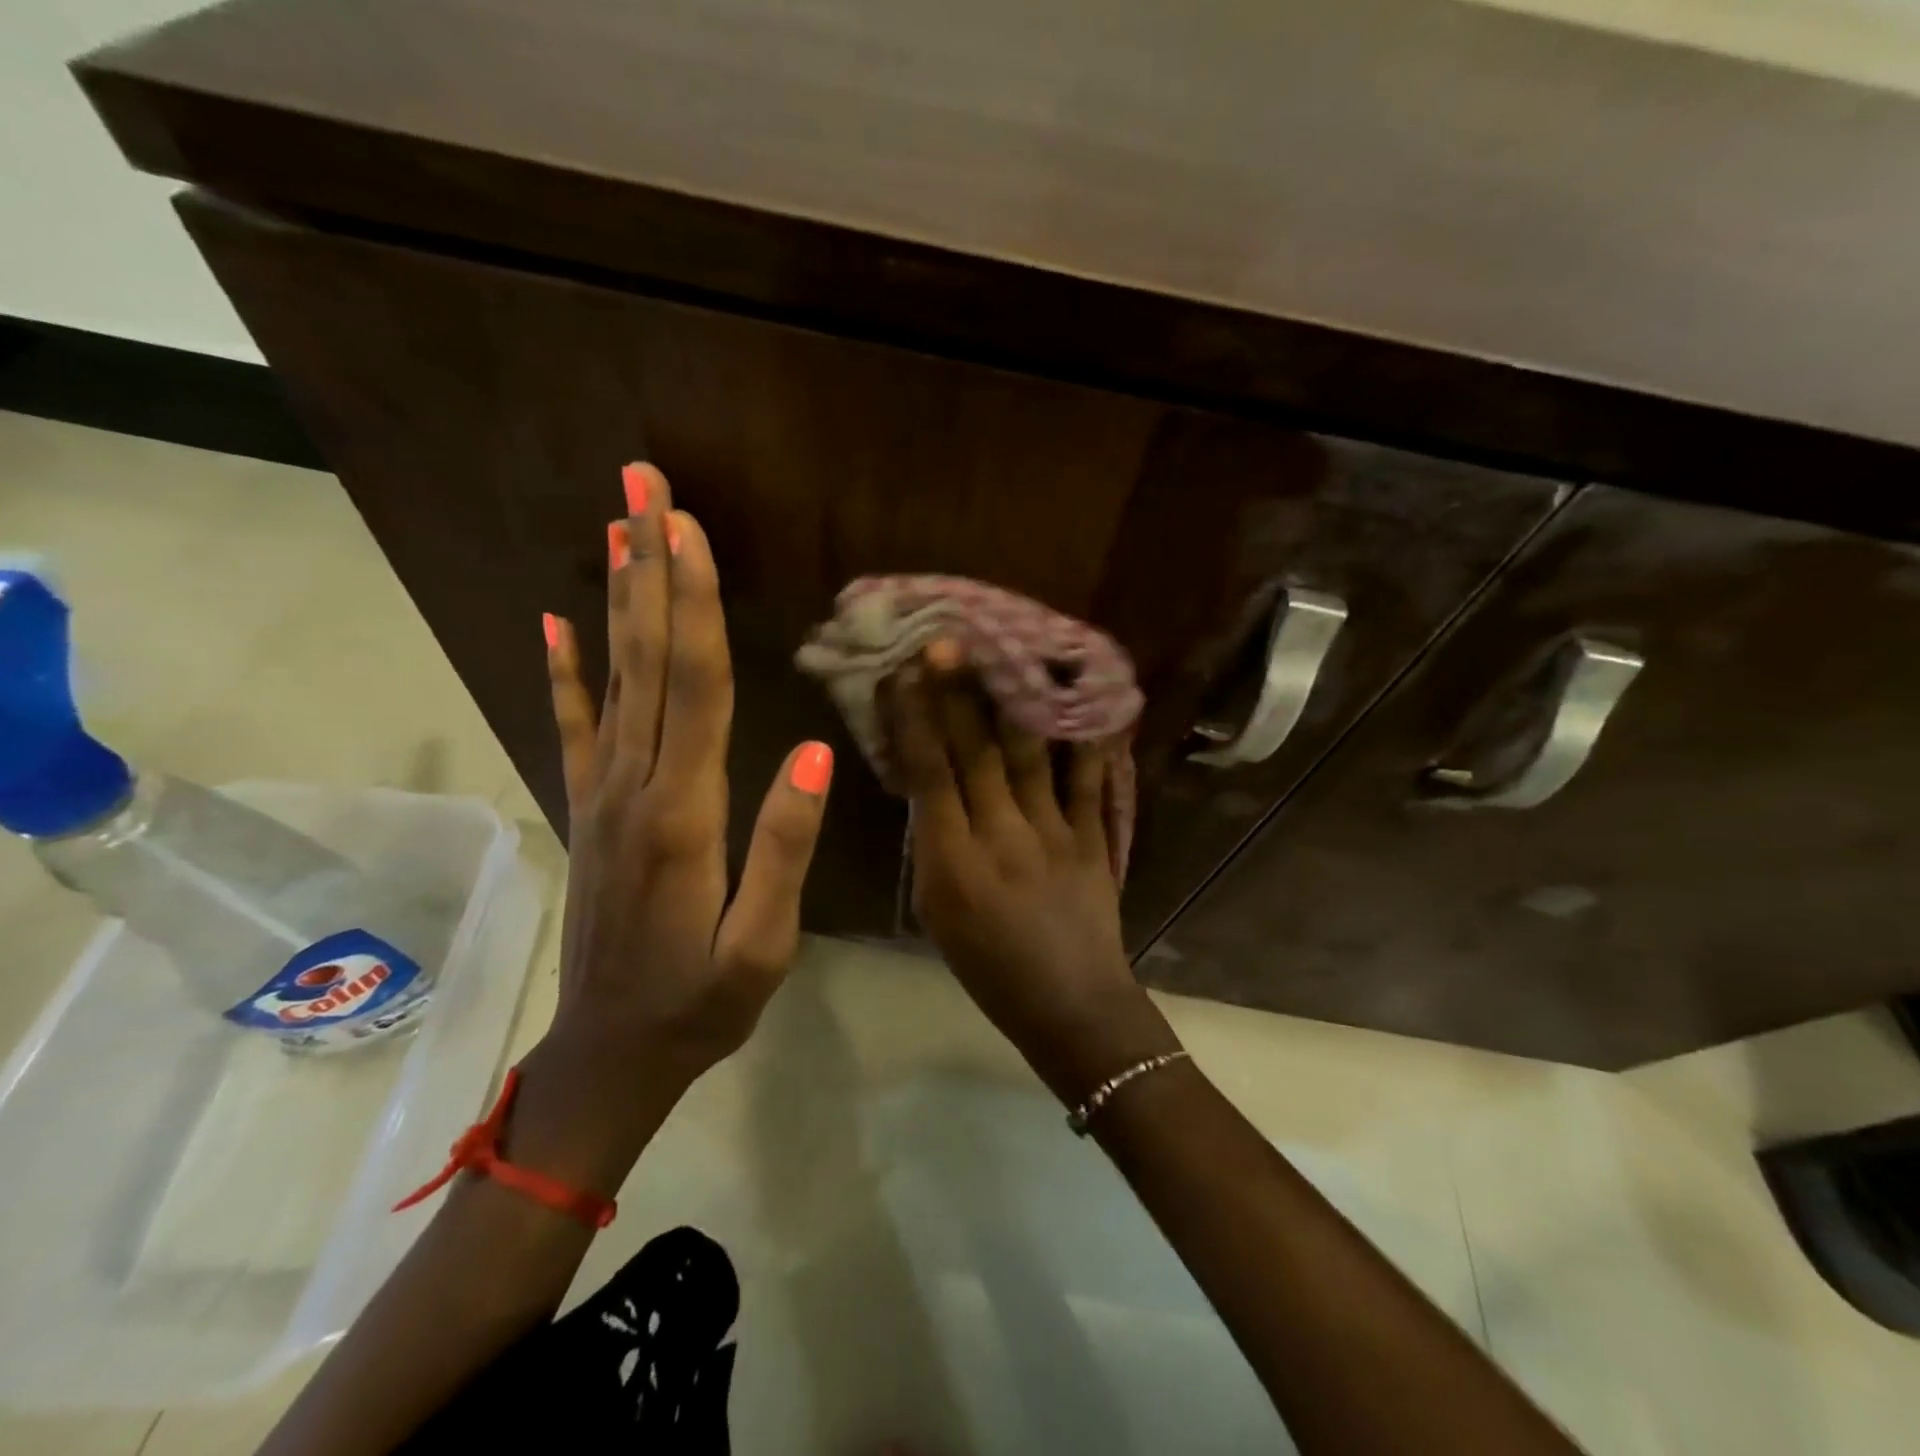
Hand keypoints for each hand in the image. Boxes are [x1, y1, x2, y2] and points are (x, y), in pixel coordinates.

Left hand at [530, 464, 833, 1173]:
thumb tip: (814, 754)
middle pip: (648, 659)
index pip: (694, 687)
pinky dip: (562, 670)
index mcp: (684, 814)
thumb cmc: (699, 1006)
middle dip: (649, 567)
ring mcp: (601, 794)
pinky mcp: (588, 809)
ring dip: (618, 598)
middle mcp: (634, 786)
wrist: (607, 1057)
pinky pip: (574, 726)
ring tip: (616, 526)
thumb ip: (784, 849)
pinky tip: (555, 621)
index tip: (687, 527)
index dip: (694, 603)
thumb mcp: (763, 947)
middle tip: (642, 485)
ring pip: (613, 678)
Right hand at [884, 645, 1178, 1103]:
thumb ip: (933, 846)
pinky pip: (1087, 782)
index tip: (901, 674)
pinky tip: (1088, 699)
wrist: (1070, 1007)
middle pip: (975, 754)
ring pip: (1026, 756)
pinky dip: (1087, 740)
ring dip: (1010, 701)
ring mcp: (1052, 834)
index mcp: (953, 863)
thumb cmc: (990, 969)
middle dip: (957, 695)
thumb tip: (931, 785)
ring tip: (1002, 652)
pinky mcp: (1092, 839)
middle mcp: (1000, 836)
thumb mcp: (938, 914)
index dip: (913, 721)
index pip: (928, 776)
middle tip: (946, 641)